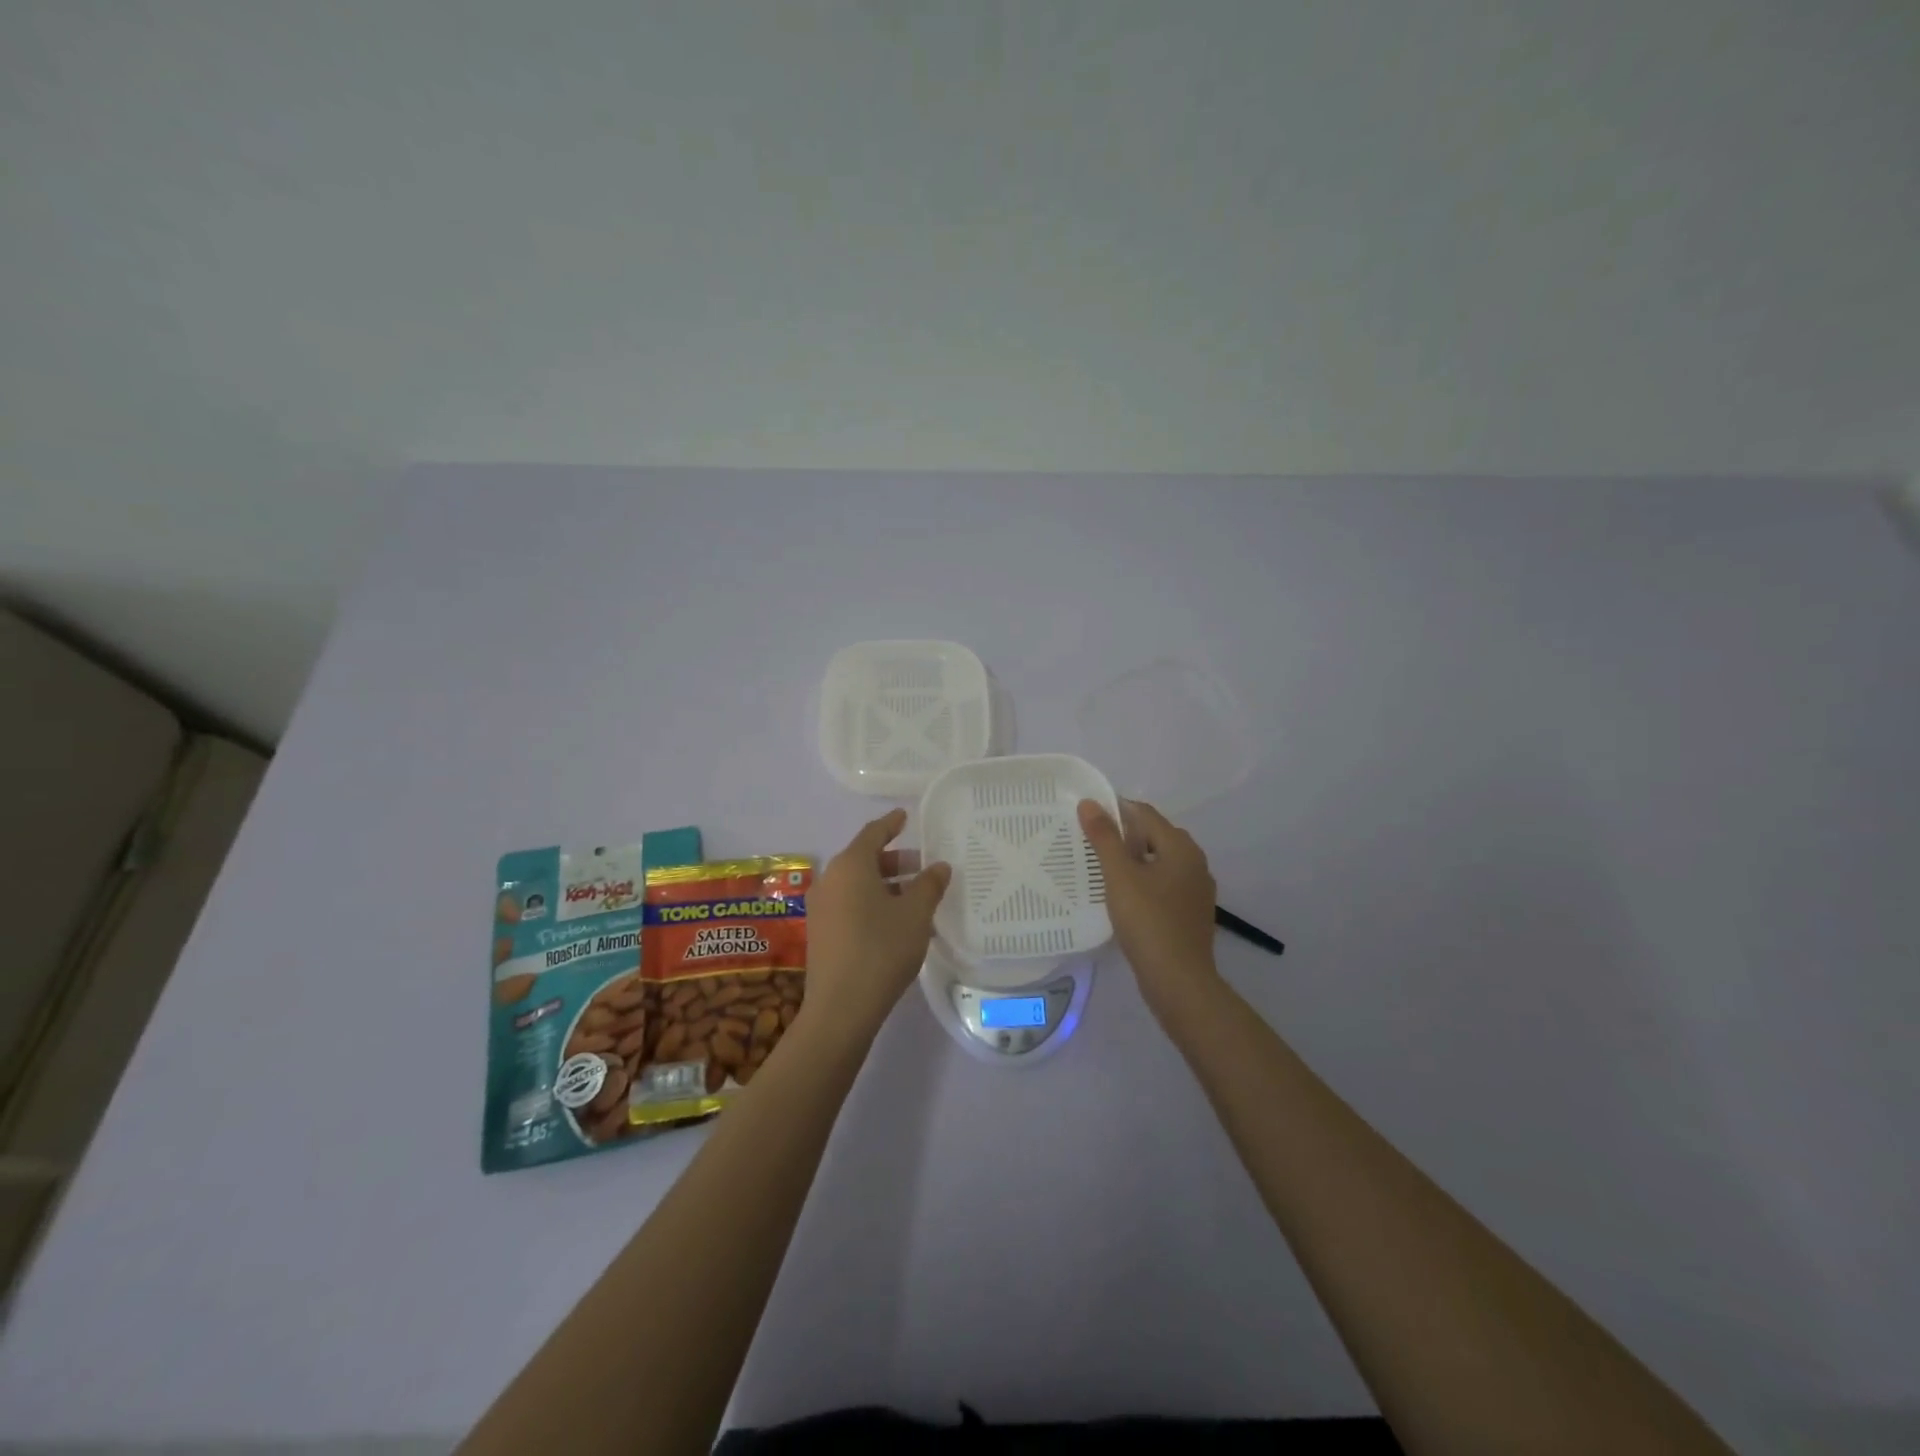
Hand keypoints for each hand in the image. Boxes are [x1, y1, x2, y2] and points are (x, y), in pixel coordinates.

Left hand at [803, 808, 951, 1040]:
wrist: (841, 1007)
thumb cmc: (882, 949)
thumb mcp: (915, 914)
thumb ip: (929, 885)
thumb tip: (939, 866)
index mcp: (851, 865)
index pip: (873, 833)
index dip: (891, 823)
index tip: (905, 816)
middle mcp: (830, 879)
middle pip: (864, 859)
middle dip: (894, 860)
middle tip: (922, 866)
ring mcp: (821, 907)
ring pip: (857, 884)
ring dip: (885, 885)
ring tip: (916, 897)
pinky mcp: (820, 933)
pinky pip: (850, 905)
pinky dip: (872, 903)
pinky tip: (896, 923)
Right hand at [1078, 798, 1219, 1010]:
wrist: (1179, 981)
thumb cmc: (1148, 921)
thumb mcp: (1119, 876)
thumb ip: (1104, 838)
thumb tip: (1089, 803)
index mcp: (1181, 847)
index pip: (1145, 814)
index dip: (1116, 810)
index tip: (1087, 817)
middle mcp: (1195, 862)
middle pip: (1154, 836)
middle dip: (1124, 836)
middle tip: (1090, 844)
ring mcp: (1196, 890)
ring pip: (1159, 862)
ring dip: (1133, 861)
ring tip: (1102, 870)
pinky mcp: (1191, 913)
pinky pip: (1164, 885)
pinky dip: (1144, 883)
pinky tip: (1124, 898)